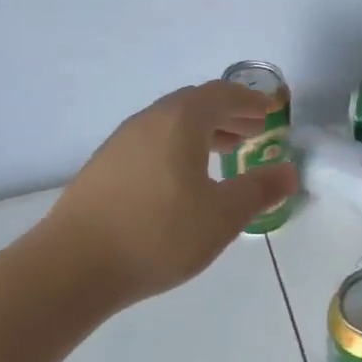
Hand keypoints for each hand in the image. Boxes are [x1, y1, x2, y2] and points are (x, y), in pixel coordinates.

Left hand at [17, 80, 297, 313]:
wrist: (72, 267)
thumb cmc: (158, 234)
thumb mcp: (222, 216)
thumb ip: (259, 190)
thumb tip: (289, 171)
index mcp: (180, 122)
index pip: (221, 95)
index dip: (249, 100)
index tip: (270, 110)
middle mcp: (149, 121)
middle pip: (194, 104)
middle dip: (227, 114)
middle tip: (252, 131)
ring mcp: (121, 142)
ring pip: (170, 123)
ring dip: (202, 131)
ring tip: (224, 152)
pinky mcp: (104, 167)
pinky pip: (151, 141)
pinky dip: (177, 146)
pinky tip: (182, 179)